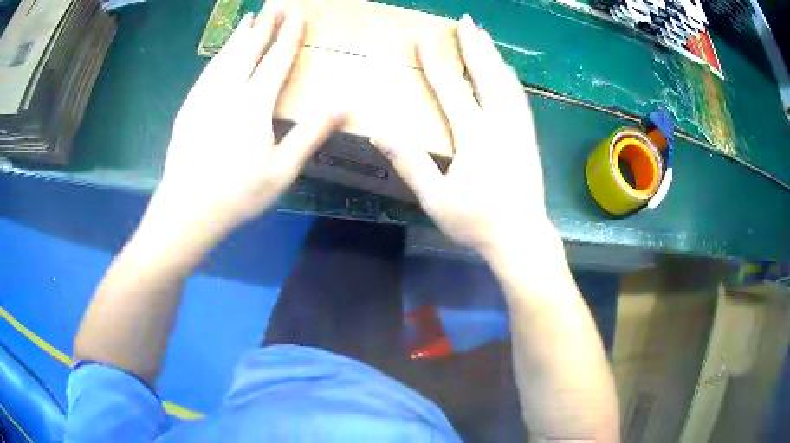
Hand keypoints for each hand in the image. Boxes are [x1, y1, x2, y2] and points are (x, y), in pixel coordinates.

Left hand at [153, 9, 343, 237]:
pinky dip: (218, 56)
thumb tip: (343, 106)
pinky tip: (221, 53)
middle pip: (248, 51)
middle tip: (274, 7)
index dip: (288, 38)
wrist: (186, 209)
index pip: (275, 61)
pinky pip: (207, 73)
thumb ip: (310, 134)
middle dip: (263, 27)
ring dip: (239, 36)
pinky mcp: (188, 108)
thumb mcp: (282, 170)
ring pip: (224, 58)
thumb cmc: (237, 194)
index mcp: (253, 105)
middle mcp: (227, 92)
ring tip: (248, 19)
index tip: (297, 17)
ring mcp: (204, 98)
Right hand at [372, 14, 551, 255]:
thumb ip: (409, 161)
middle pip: (488, 74)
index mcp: (476, 135)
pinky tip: (506, 73)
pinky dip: (509, 78)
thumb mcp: (435, 198)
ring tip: (485, 38)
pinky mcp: (529, 138)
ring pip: (508, 82)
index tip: (425, 38)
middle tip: (466, 21)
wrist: (523, 238)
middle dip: (475, 45)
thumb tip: (380, 129)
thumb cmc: (477, 222)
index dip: (436, 61)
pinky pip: (519, 97)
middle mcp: (501, 123)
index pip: (451, 87)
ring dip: (494, 57)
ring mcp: (520, 129)